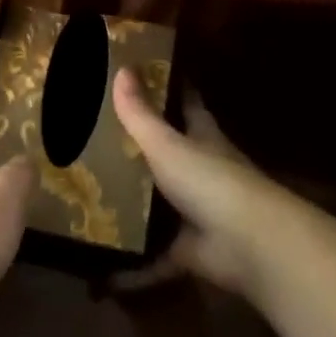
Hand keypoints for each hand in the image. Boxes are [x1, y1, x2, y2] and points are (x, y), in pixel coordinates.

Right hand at [111, 69, 300, 297]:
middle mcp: (201, 172)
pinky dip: (132, 265)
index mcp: (202, 138)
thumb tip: (122, 68)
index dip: (169, 89)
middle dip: (139, 150)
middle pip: (169, 155)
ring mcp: (196, 212)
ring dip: (132, 204)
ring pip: (158, 204)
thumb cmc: (210, 180)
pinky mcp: (188, 250)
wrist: (248, 244)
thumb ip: (140, 114)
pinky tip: (100, 268)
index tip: (144, 75)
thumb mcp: (168, 143)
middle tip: (94, 140)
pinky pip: (153, 256)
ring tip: (86, 197)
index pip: (187, 105)